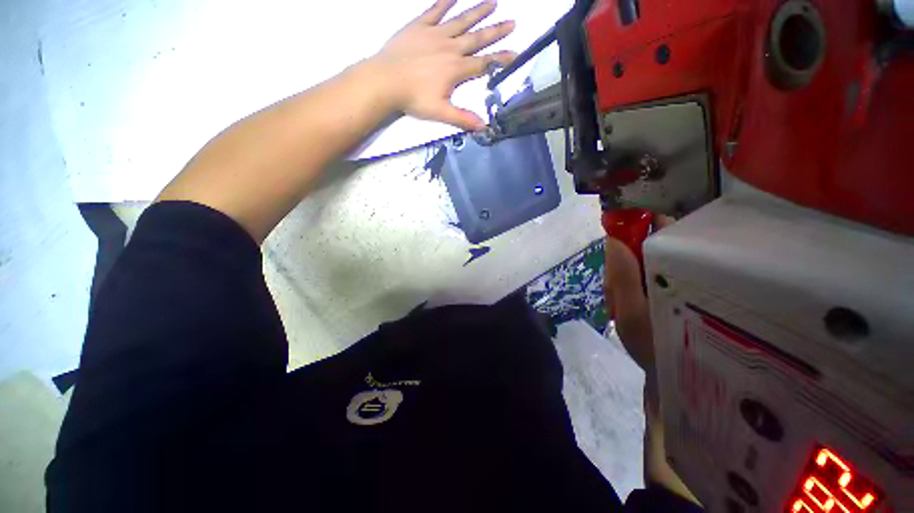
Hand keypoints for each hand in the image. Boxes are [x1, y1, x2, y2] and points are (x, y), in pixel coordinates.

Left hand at [372, 0, 516, 130]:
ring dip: (478, 12)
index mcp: (456, 70)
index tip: (516, 54)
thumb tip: (483, 126)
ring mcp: (435, 34)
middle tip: (513, 22)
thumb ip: (463, 119)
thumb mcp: (441, 113)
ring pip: (461, 21)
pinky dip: (445, 1)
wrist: (386, 81)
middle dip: (496, 31)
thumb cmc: (414, 99)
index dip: (501, 60)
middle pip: (478, 38)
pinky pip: (435, 10)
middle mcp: (450, 48)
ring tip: (493, 2)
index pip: (484, 64)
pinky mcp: (419, 26)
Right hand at [604, 214, 673, 372]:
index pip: (657, 227)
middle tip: (615, 294)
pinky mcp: (659, 286)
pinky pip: (633, 275)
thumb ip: (622, 274)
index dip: (630, 234)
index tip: (615, 254)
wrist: (668, 374)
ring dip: (618, 279)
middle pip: (639, 246)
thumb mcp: (630, 311)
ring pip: (633, 261)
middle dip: (619, 265)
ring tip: (617, 305)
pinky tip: (620, 306)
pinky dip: (622, 287)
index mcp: (678, 267)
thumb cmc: (652, 346)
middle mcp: (677, 265)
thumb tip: (613, 238)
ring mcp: (668, 276)